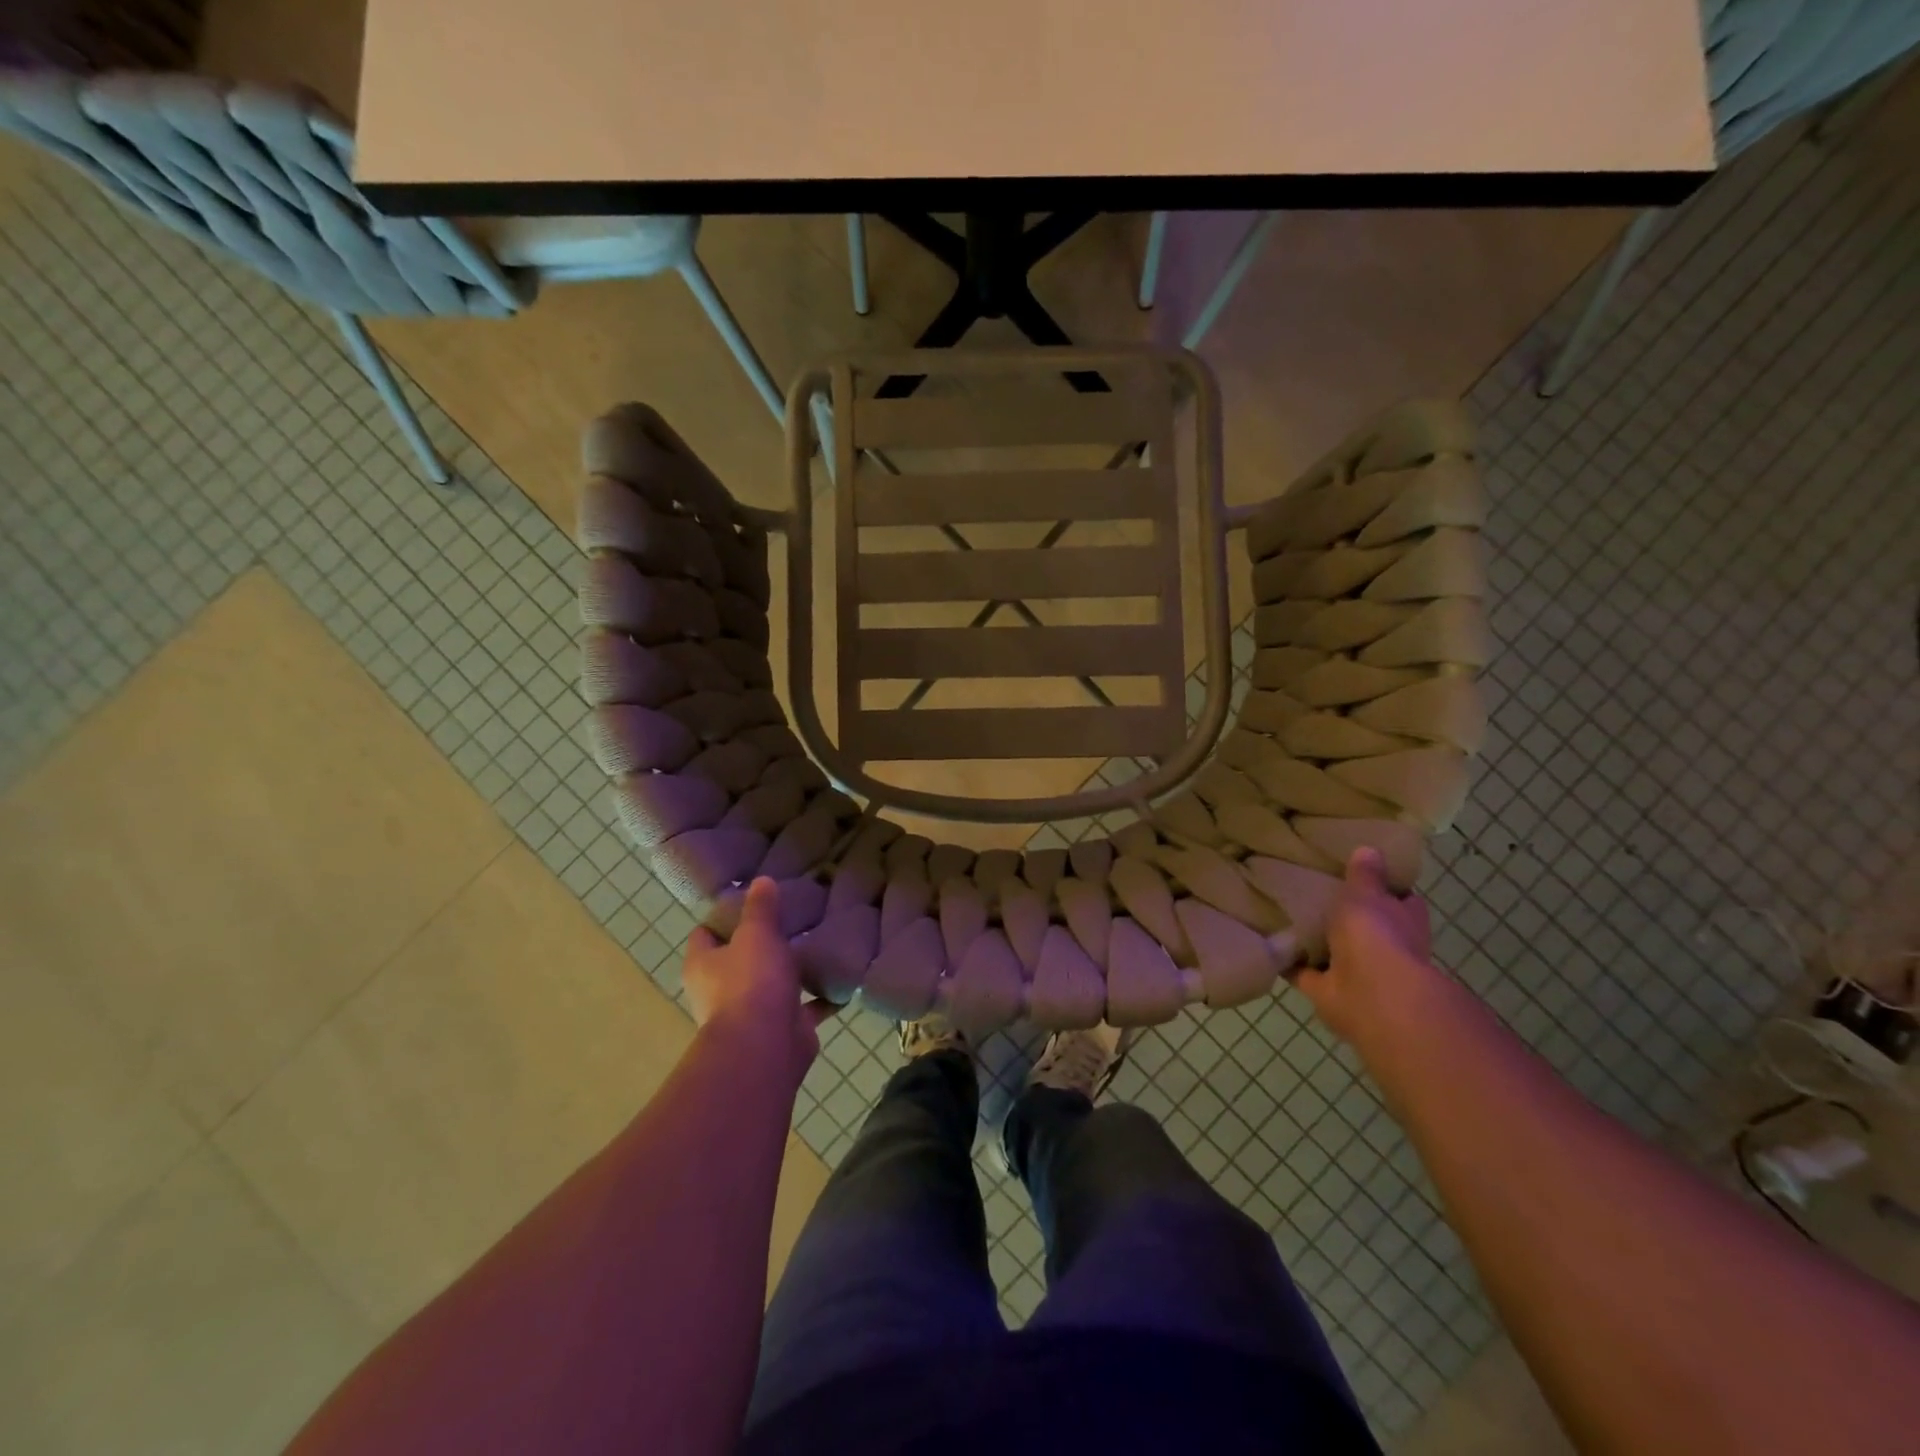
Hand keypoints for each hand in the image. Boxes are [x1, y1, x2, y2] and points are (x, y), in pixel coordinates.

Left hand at [683, 878, 835, 1084]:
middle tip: (791, 920)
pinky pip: (804, 1009)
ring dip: (791, 972)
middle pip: (738, 960)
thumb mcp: (756, 934)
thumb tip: (761, 880)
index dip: (723, 918)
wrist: (766, 1046)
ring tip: (818, 945)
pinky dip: (820, 999)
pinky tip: (840, 979)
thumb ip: (760, 908)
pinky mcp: (782, 1030)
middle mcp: (720, 991)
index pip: (704, 935)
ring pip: (771, 985)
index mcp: (703, 965)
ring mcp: (751, 1014)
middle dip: (762, 945)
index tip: (751, 902)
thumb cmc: (751, 982)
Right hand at [1291, 848, 1437, 1044]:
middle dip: (1346, 917)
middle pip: (1366, 928)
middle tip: (1313, 892)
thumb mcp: (1367, 892)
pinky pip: (1305, 972)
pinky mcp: (1329, 991)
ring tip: (1285, 916)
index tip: (1358, 873)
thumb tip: (1370, 849)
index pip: (1399, 900)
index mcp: (1405, 921)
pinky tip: (1268, 944)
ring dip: (1317, 942)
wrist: (1369, 994)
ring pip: (1335, 952)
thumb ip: (1364, 874)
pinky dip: (1290, 963)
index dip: (1383, 888)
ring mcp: (1359, 973)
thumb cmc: (1375, 934)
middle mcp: (1387, 949)